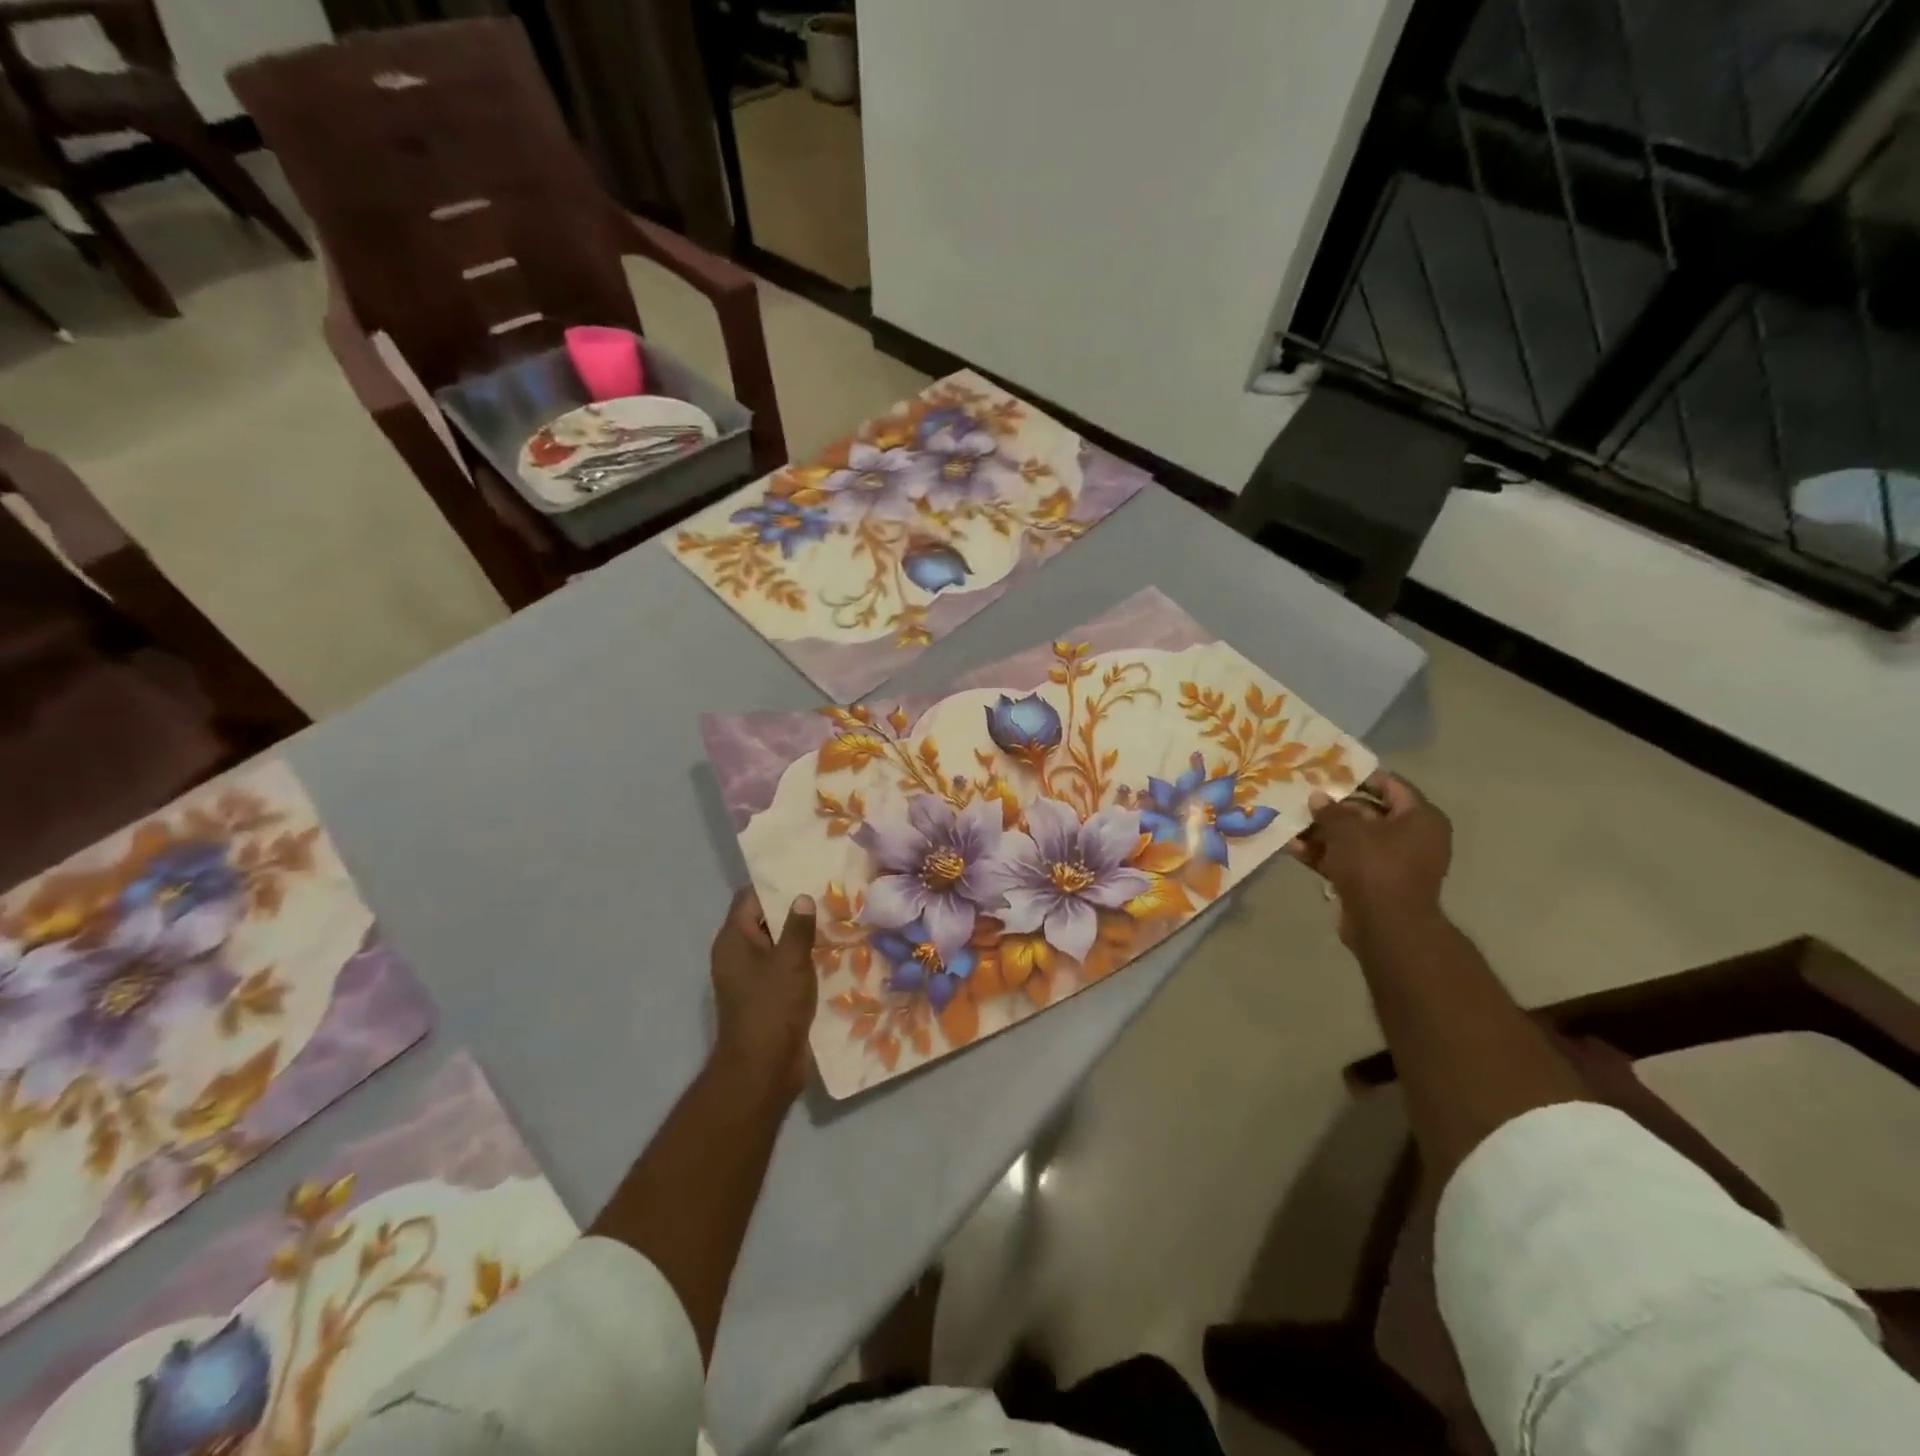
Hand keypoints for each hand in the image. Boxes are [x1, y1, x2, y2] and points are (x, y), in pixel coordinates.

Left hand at [709, 888, 817, 1101]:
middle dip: (793, 908)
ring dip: (800, 935)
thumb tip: (802, 897)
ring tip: (835, 918)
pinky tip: (830, 952)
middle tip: (828, 892)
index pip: (750, 898)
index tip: (805, 872)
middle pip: (764, 919)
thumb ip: (798, 926)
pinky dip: (801, 958)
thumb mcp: (790, 961)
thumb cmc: (772, 1008)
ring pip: (776, 944)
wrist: (763, 1069)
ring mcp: (750, 977)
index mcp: (734, 940)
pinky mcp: (765, 996)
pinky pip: (783, 967)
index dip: (775, 884)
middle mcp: (737, 954)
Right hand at [1290, 772, 1450, 944]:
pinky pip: (1349, 862)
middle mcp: (1413, 838)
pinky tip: (1295, 850)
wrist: (1386, 926)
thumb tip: (1318, 797)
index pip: (1391, 785)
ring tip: (1292, 825)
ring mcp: (1394, 863)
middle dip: (1333, 809)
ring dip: (1323, 834)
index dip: (1359, 777)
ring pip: (1354, 840)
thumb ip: (1331, 810)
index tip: (1328, 773)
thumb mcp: (1347, 830)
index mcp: (1420, 818)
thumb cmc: (1375, 866)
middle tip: (1303, 800)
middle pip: (1368, 813)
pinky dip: (1325, 856)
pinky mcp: (1376, 884)